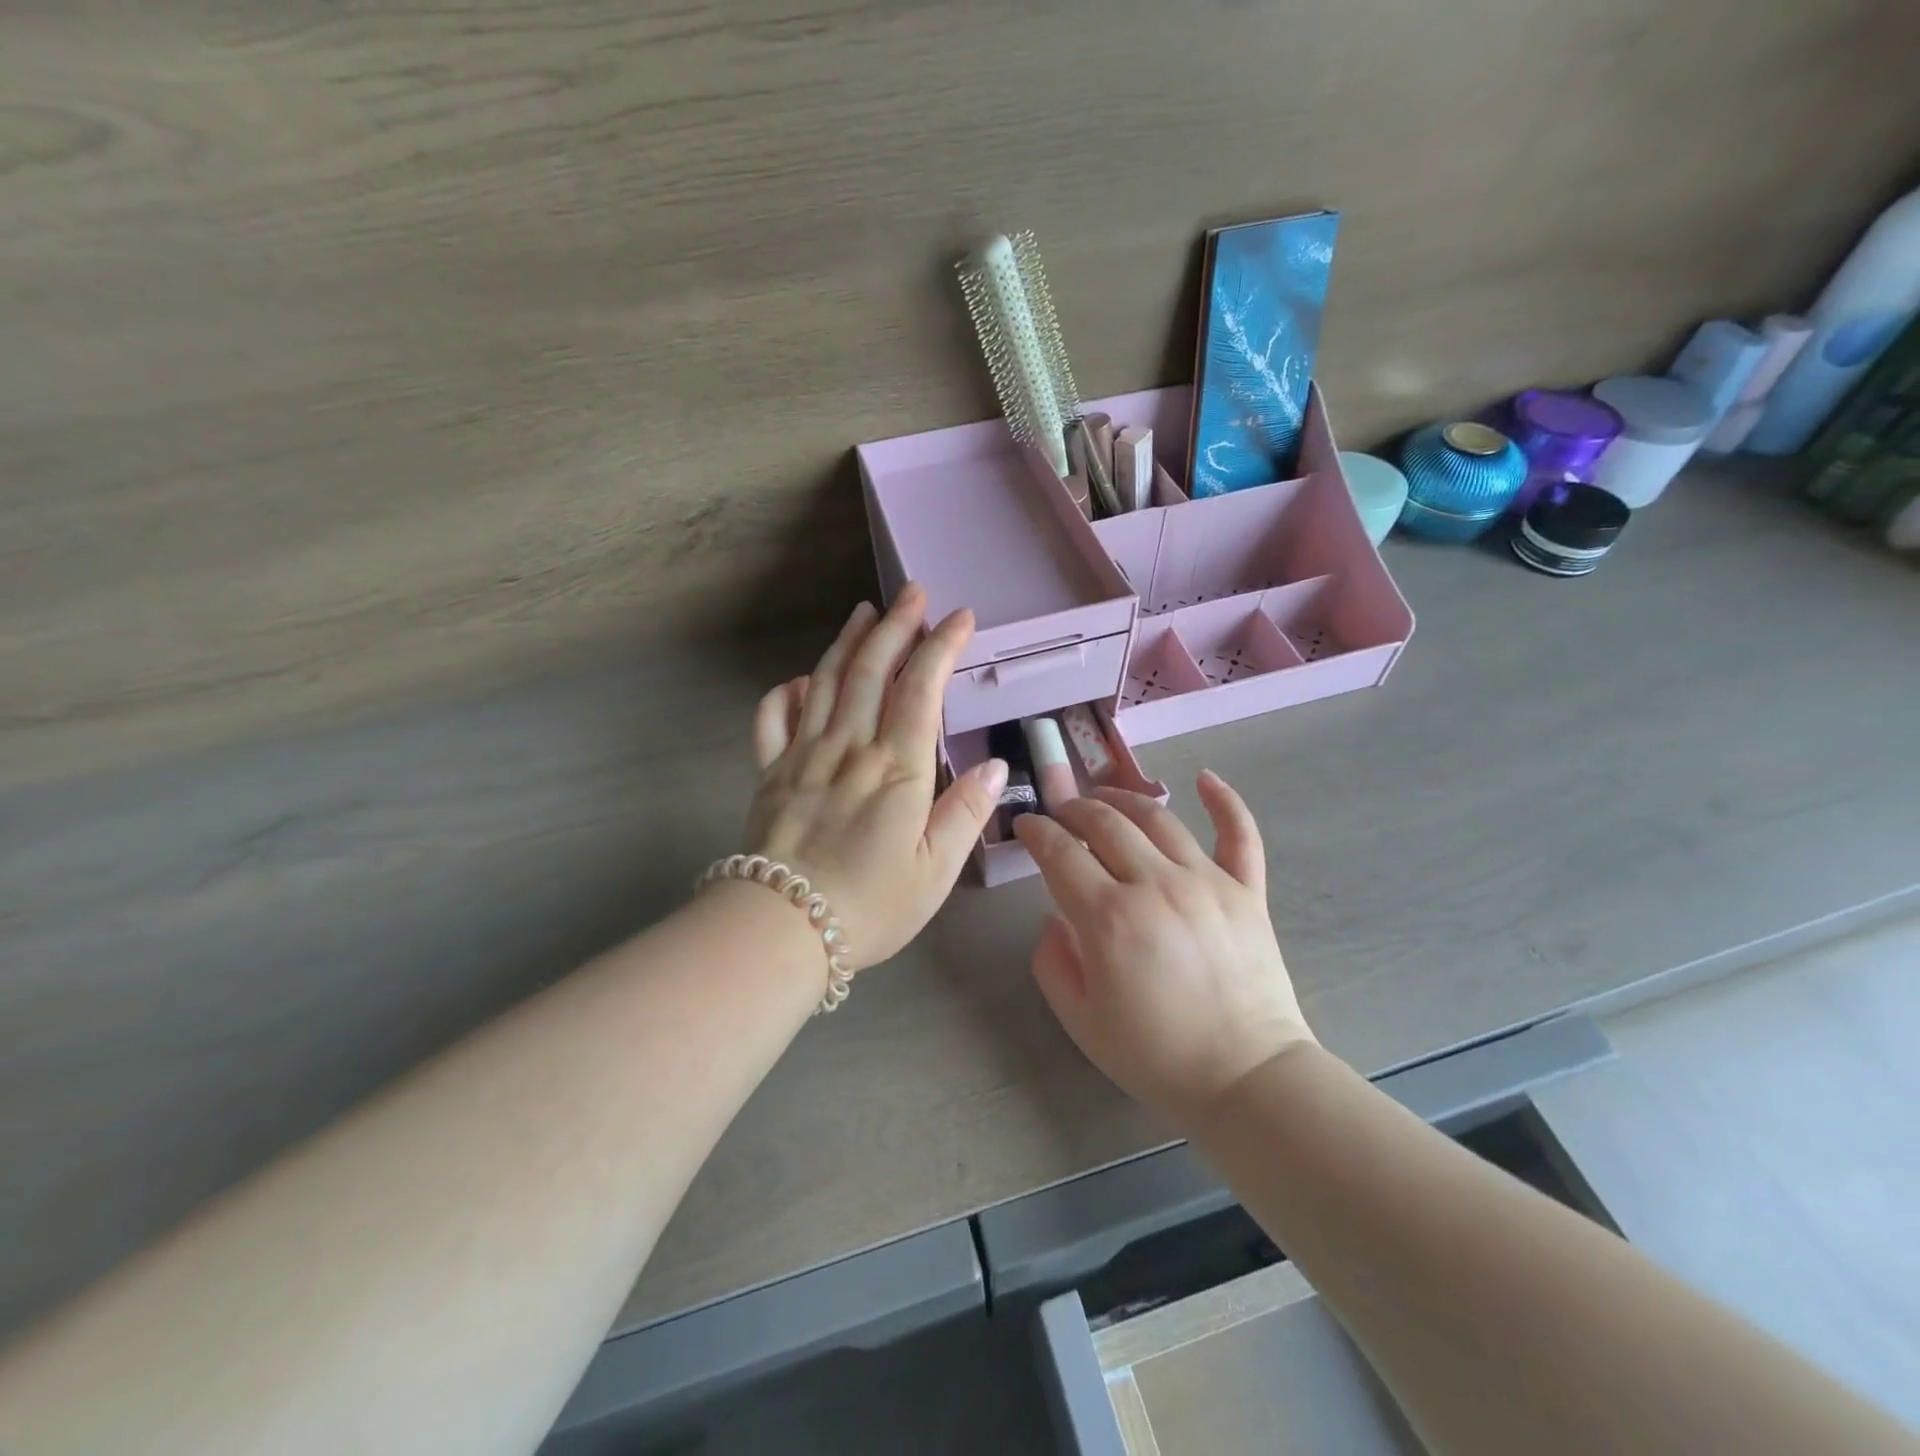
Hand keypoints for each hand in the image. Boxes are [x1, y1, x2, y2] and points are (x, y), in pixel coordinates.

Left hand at [746, 584, 1007, 973]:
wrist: (781, 928)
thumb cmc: (870, 905)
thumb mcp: (935, 870)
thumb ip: (965, 813)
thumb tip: (995, 765)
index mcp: (896, 768)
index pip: (921, 689)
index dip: (942, 646)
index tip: (960, 617)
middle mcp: (849, 748)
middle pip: (872, 670)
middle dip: (895, 626)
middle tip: (911, 593)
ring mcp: (804, 755)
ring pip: (827, 682)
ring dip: (848, 642)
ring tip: (864, 612)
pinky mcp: (770, 772)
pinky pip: (774, 718)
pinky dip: (788, 691)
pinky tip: (803, 679)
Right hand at [1013, 772, 1316, 1126]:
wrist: (1246, 1079)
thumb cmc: (1156, 1056)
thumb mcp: (1081, 1020)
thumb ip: (1053, 961)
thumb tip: (1053, 916)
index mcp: (1109, 917)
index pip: (1060, 853)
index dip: (1036, 831)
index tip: (1025, 824)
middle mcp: (1156, 884)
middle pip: (1104, 822)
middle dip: (1072, 808)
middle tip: (1059, 812)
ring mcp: (1207, 881)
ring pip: (1159, 817)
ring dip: (1124, 798)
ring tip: (1104, 797)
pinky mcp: (1247, 890)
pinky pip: (1238, 834)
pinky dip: (1224, 800)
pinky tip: (1205, 777)